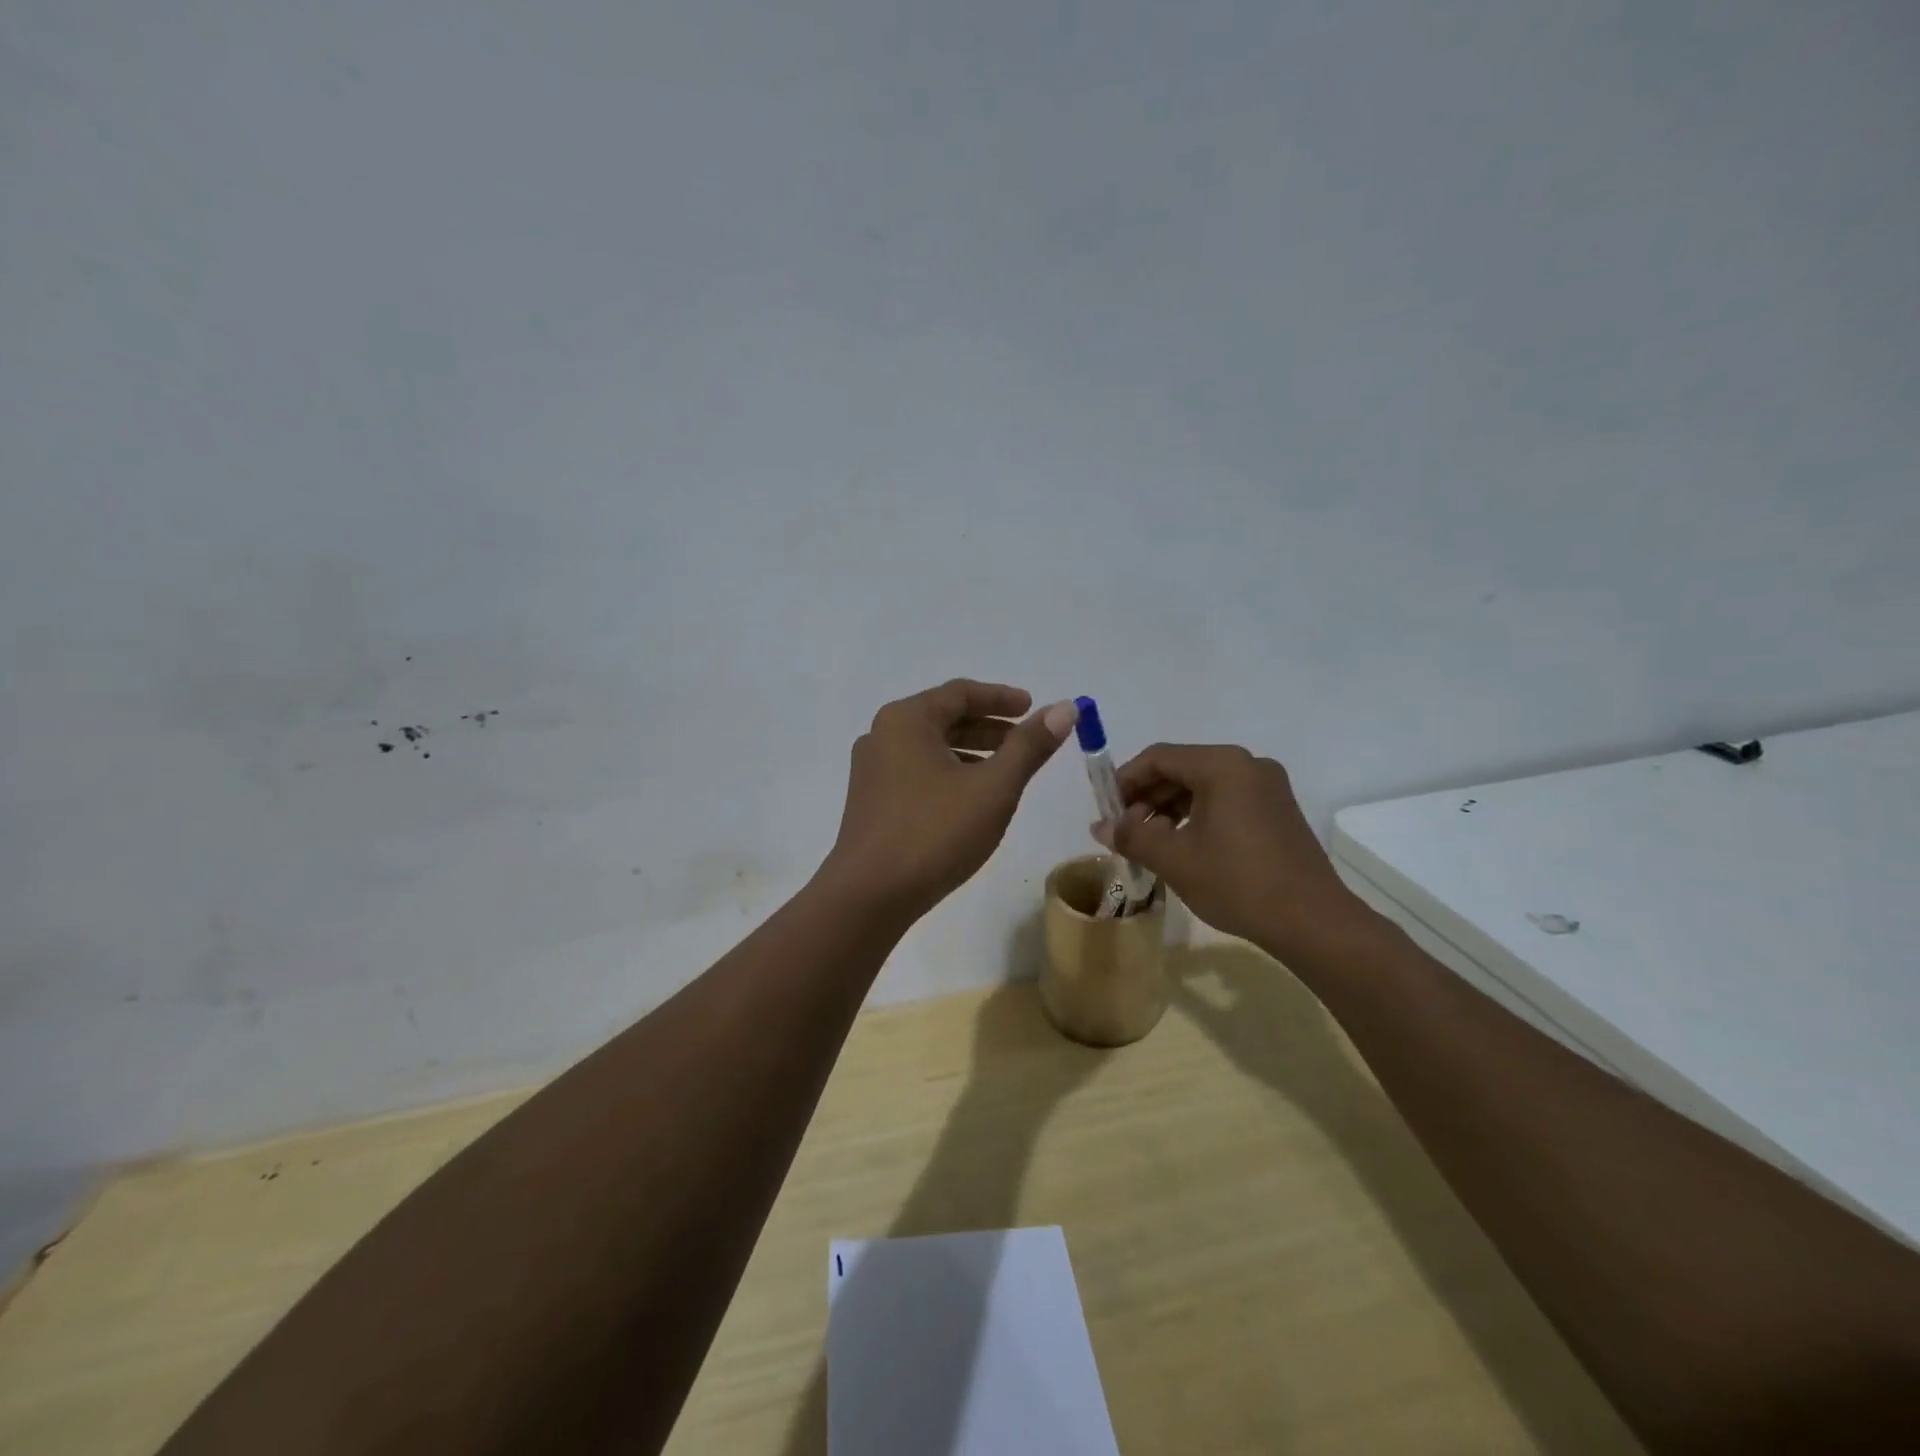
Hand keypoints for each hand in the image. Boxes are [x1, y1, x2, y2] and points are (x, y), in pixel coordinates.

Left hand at [823, 680, 1076, 918]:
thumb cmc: (934, 833)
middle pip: (944, 718)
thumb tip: (1065, 708)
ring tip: (1006, 773)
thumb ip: (1029, 746)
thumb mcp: (993, 788)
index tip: (1033, 708)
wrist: (868, 897)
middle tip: (1025, 741)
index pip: (960, 693)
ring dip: (971, 753)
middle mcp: (882, 735)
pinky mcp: (870, 802)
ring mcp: (871, 771)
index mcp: (906, 720)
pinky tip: (971, 801)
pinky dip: (949, 775)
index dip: (1002, 698)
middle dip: (989, 727)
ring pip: (931, 748)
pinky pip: (917, 773)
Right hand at [1092, 744, 1382, 959]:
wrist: (1312, 921)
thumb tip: (1099, 826)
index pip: (1158, 757)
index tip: (1105, 809)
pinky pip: (1225, 800)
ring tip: (1149, 842)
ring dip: (1169, 808)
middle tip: (1124, 829)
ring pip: (1203, 786)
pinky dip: (1197, 816)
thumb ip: (1131, 836)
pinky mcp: (1277, 810)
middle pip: (1181, 768)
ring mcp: (1268, 786)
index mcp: (1222, 765)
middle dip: (1147, 797)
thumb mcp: (1174, 859)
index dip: (1125, 780)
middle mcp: (1247, 765)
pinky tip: (1183, 845)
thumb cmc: (1237, 882)